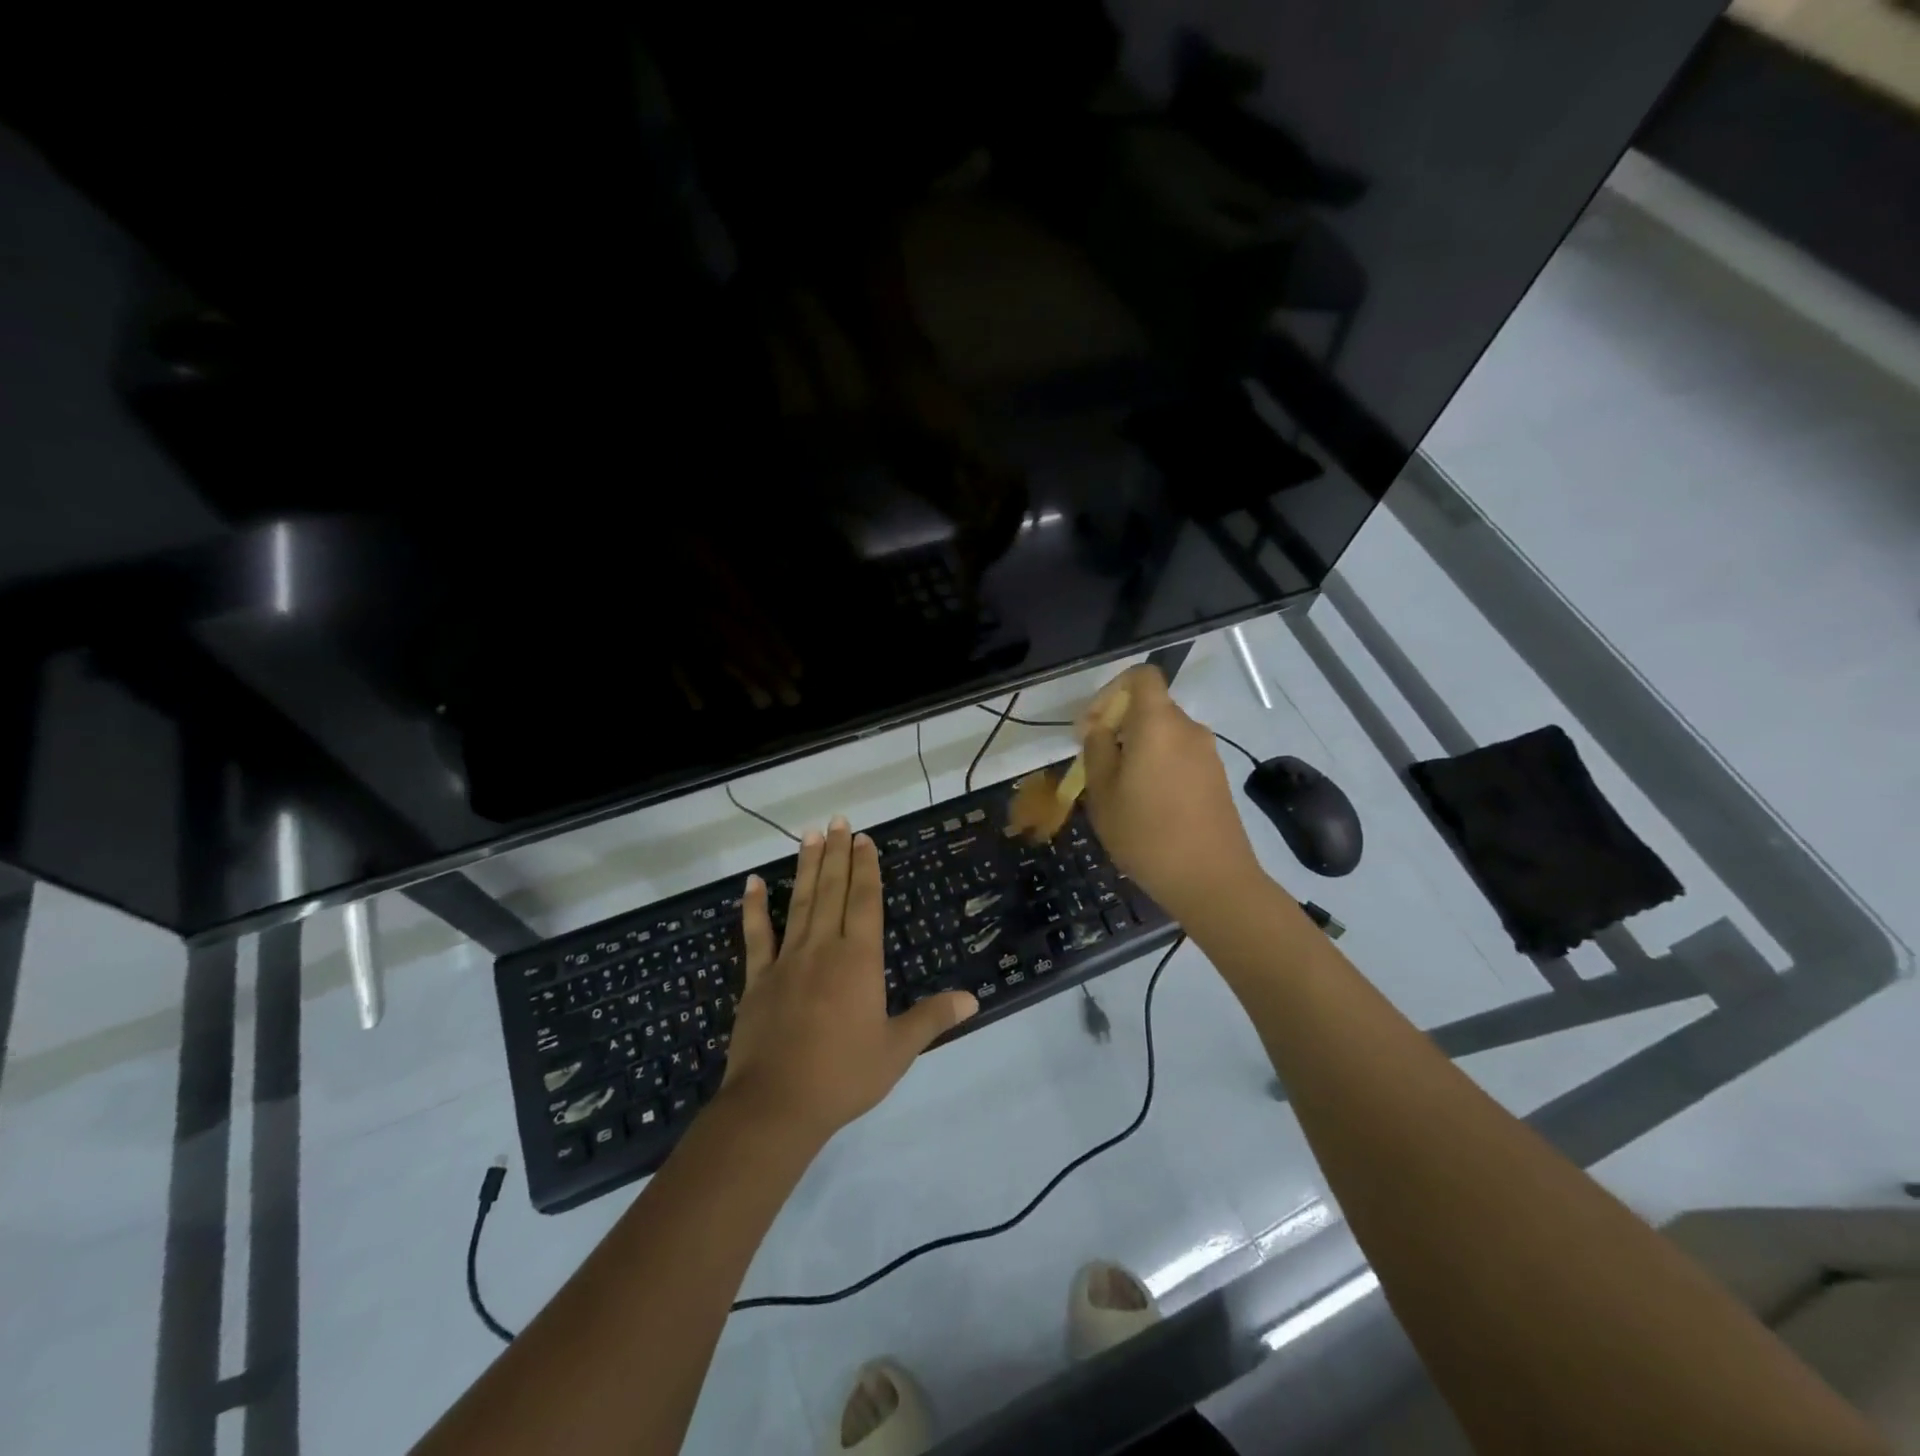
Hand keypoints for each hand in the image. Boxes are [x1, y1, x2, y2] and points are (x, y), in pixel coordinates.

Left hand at [721, 817, 977, 1141]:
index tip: (864, 839)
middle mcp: (823, 948)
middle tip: (838, 820)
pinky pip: (756, 935)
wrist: (776, 1105)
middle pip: (833, 891)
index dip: (866, 868)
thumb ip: (932, 1018)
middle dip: (837, 854)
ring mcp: (787, 960)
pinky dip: (754, 908)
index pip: (865, 901)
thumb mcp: (897, 1050)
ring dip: (806, 867)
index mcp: (859, 960)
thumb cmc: (843, 1076)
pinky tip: (752, 882)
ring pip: (800, 903)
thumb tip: (972, 998)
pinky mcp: (758, 979)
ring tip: (809, 834)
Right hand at [1080, 665, 1265, 923]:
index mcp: (1158, 724)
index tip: (1093, 725)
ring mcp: (1207, 754)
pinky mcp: (1217, 778)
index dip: (1112, 690)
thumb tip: (1099, 728)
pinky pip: (1179, 756)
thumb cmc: (1146, 834)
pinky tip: (1146, 806)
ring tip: (1118, 791)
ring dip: (1138, 750)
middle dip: (1119, 726)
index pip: (1142, 676)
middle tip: (1096, 764)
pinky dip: (1158, 767)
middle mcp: (1188, 729)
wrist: (1212, 880)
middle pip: (1150, 708)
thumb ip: (1097, 750)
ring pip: (1164, 735)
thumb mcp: (1103, 793)